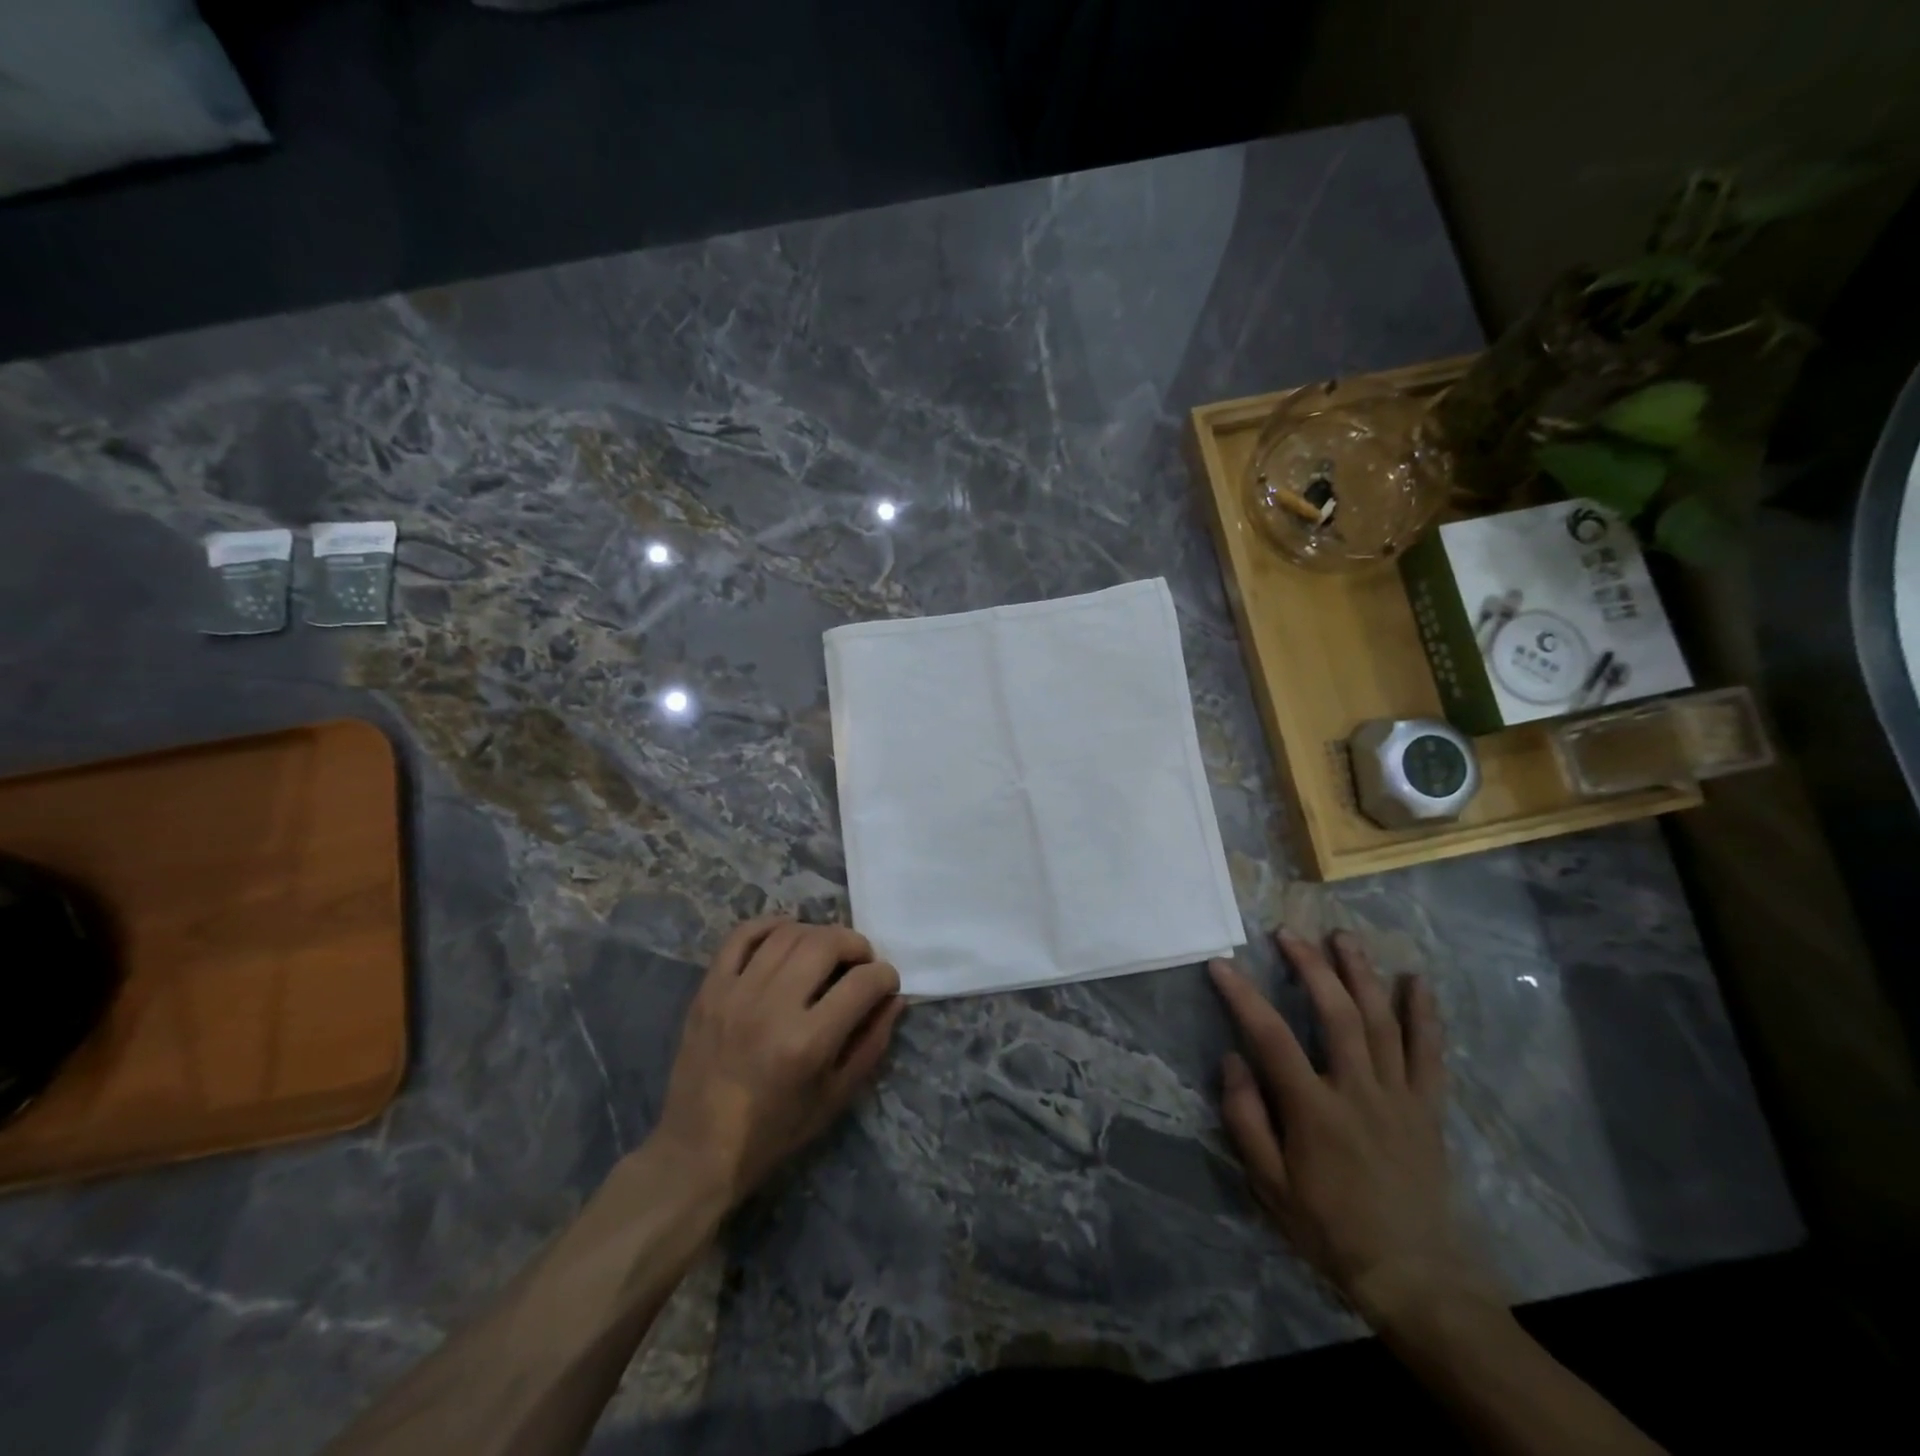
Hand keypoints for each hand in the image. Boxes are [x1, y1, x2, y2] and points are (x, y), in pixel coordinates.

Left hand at [653, 917, 904, 1207]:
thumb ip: (871, 1043)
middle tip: (861, 961)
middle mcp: (772, 1008)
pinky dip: (769, 925)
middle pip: (825, 943)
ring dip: (818, 933)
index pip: (862, 983)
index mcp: (807, 1043)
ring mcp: (736, 993)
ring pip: (787, 934)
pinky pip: (741, 936)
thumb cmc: (775, 1131)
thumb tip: (894, 998)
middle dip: (856, 944)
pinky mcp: (709, 989)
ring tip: (826, 950)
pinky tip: (786, 934)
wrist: (699, 1149)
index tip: (887, 983)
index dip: (885, 976)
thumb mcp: (836, 1098)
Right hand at [1209, 929, 1501, 1331]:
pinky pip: (1430, 1054)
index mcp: (1314, 1111)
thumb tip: (1232, 1059)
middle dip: (1311, 967)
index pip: (1271, 1037)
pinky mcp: (1428, 1109)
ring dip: (1362, 974)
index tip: (1221, 964)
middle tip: (1289, 933)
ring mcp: (1399, 1097)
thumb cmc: (1329, 1228)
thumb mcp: (1269, 1186)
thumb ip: (1246, 1120)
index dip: (1242, 995)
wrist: (1412, 1276)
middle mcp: (1358, 1092)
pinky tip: (1416, 981)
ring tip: (1343, 937)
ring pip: (1382, 1022)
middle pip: (1336, 1014)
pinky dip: (1424, 1015)